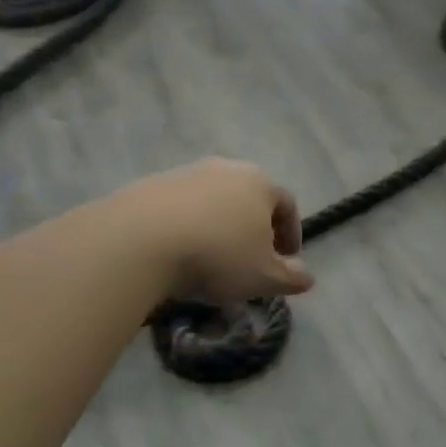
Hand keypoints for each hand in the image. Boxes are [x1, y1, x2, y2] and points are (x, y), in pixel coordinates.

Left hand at [144, 158, 312, 304]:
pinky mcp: (150, 185)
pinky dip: (186, 227)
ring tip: (210, 259)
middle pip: (250, 199)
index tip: (286, 262)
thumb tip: (306, 277)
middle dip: (254, 228)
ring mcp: (186, 173)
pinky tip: (177, 253)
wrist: (138, 241)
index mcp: (260, 183)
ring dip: (219, 227)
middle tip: (250, 259)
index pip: (288, 206)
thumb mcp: (265, 277)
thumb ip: (292, 278)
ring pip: (213, 201)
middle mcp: (226, 168)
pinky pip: (179, 208)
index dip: (292, 235)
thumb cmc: (218, 255)